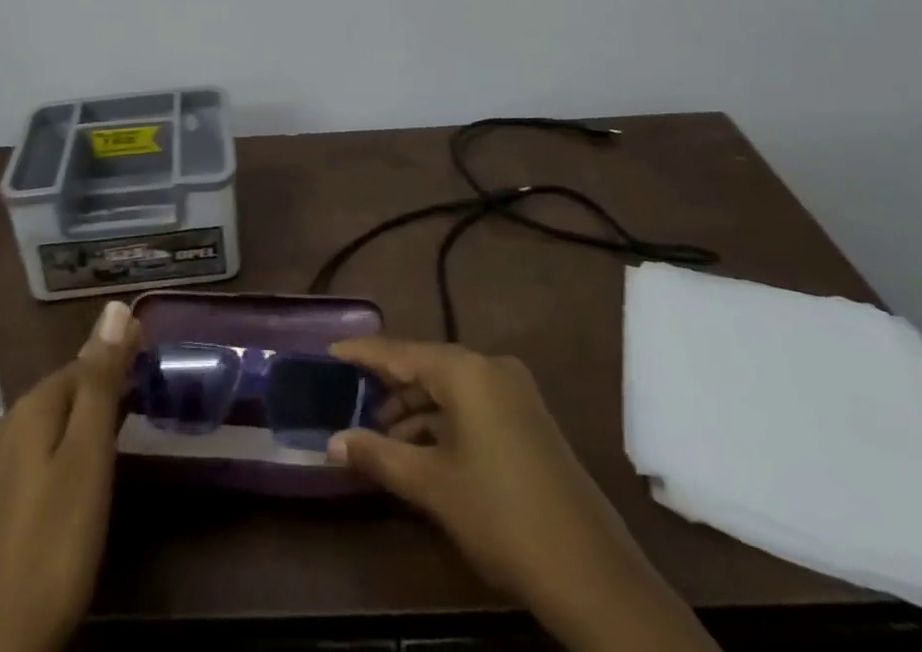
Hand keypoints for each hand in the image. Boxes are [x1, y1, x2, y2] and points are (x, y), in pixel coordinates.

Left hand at [0, 300, 139, 651]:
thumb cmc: (54, 540)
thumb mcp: (87, 454)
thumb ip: (101, 381)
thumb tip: (116, 306)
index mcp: (30, 409)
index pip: (82, 362)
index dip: (117, 356)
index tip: (152, 355)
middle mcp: (7, 428)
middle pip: (64, 390)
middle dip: (103, 385)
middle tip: (146, 390)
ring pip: (52, 424)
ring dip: (86, 417)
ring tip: (124, 425)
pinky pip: (40, 455)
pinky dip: (68, 448)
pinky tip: (83, 473)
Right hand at [328, 337, 716, 651]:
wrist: (590, 571)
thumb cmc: (500, 515)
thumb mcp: (432, 485)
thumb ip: (378, 456)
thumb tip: (332, 443)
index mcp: (467, 370)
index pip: (401, 351)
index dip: (363, 352)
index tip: (331, 349)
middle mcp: (492, 367)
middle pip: (427, 366)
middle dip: (389, 386)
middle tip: (351, 401)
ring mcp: (515, 392)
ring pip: (451, 387)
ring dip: (415, 408)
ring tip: (381, 435)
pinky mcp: (528, 418)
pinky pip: (472, 404)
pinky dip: (443, 420)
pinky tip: (422, 448)